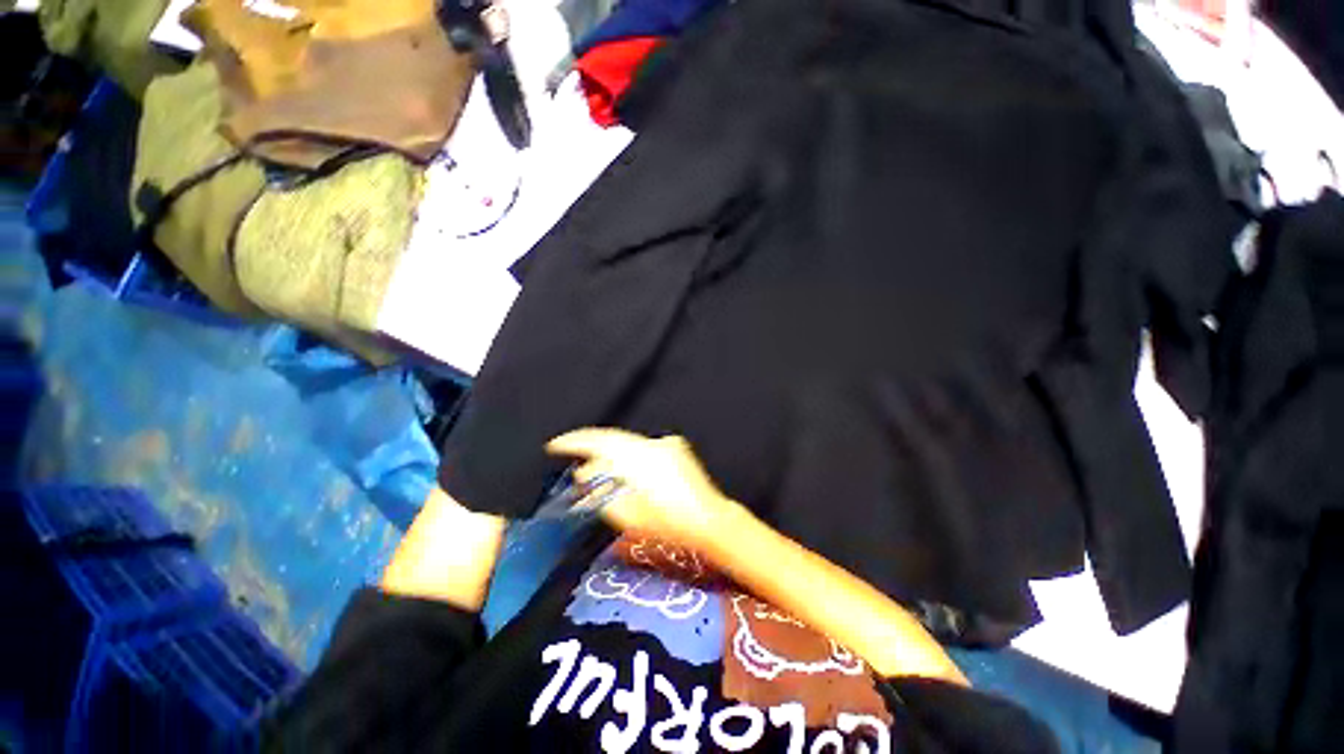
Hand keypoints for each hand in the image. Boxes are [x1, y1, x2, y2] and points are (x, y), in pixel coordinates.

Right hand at [545, 428, 739, 554]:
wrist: (709, 520)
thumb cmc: (668, 524)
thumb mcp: (627, 515)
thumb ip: (602, 492)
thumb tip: (585, 475)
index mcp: (637, 458)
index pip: (599, 441)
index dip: (574, 441)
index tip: (555, 445)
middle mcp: (651, 444)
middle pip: (612, 439)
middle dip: (591, 447)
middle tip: (574, 460)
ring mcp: (665, 444)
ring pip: (628, 442)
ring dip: (610, 453)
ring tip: (597, 469)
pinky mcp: (675, 447)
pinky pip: (643, 446)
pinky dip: (629, 454)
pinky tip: (625, 469)